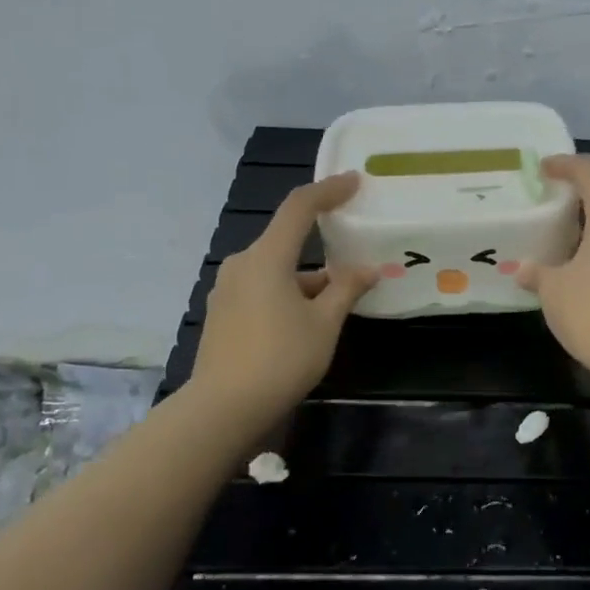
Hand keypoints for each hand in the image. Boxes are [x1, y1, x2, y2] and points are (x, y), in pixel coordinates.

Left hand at [188, 172, 375, 426]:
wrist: (224, 408)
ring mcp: (227, 290)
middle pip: (287, 242)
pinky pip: (262, 289)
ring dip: (307, 279)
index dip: (328, 190)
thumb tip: (367, 268)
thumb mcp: (324, 324)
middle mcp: (242, 265)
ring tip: (339, 302)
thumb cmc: (281, 359)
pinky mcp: (222, 313)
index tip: (353, 181)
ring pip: (276, 270)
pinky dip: (288, 293)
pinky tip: (307, 320)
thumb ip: (346, 289)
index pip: (299, 208)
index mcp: (267, 258)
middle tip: (354, 262)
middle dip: (323, 249)